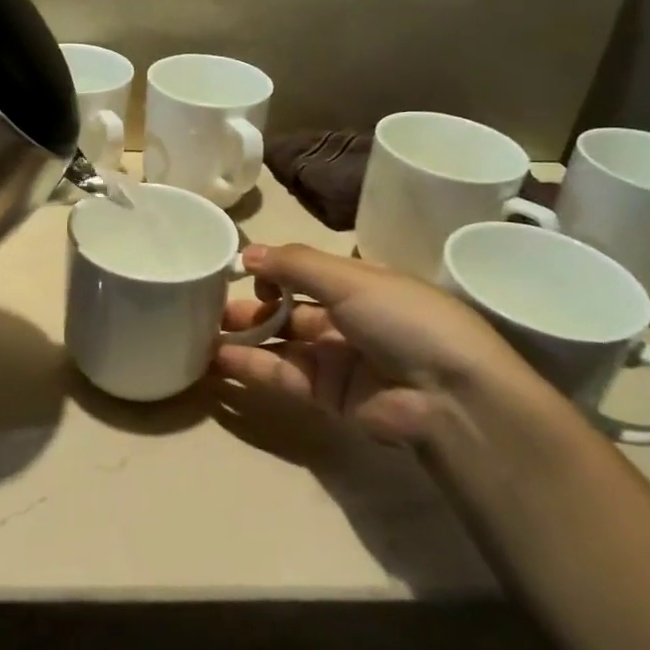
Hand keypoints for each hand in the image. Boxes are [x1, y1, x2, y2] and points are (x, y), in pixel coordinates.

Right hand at [216, 242, 563, 449]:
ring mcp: (335, 359)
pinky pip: (280, 375)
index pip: (307, 272)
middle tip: (206, 302)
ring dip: (243, 335)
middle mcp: (346, 319)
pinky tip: (215, 358)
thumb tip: (246, 252)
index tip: (242, 270)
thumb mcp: (351, 279)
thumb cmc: (404, 320)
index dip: (274, 269)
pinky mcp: (325, 397)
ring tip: (200, 329)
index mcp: (360, 285)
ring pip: (279, 342)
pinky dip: (249, 366)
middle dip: (251, 303)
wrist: (449, 397)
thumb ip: (294, 265)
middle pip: (288, 308)